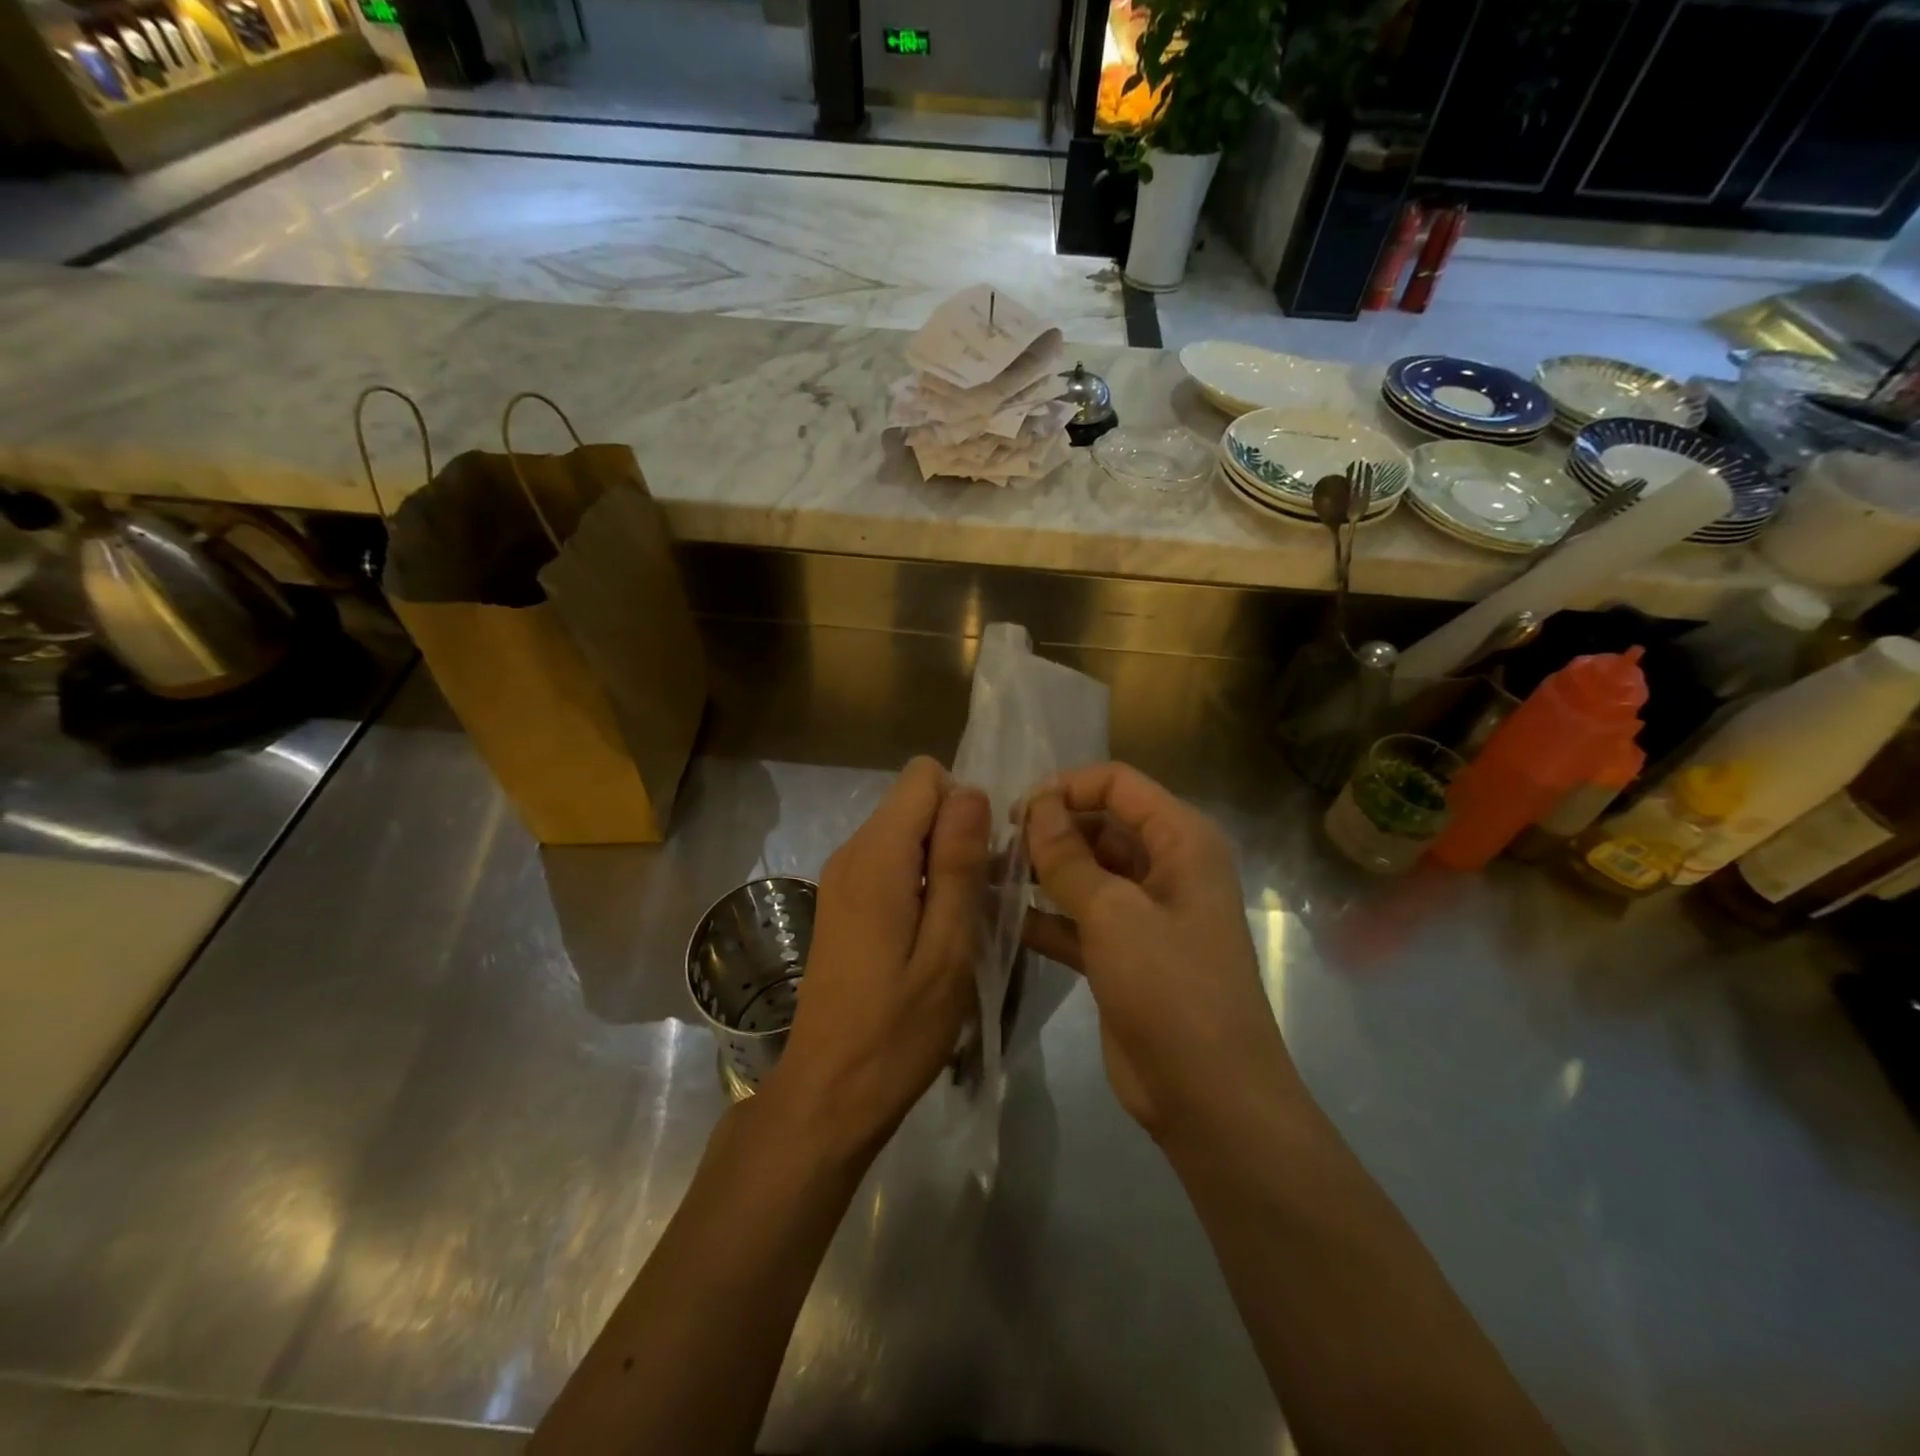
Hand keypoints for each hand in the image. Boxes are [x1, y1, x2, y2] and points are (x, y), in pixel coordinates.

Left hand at [766, 757, 989, 1158]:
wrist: (828, 1093)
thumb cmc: (898, 1028)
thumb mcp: (948, 948)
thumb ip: (958, 863)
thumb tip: (970, 791)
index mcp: (877, 856)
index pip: (923, 776)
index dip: (963, 804)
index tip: (982, 861)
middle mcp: (851, 853)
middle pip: (913, 802)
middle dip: (955, 833)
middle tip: (979, 899)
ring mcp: (840, 878)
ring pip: (904, 832)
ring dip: (941, 861)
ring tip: (960, 923)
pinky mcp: (840, 903)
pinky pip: (889, 862)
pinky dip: (919, 880)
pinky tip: (931, 935)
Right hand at [1022, 763, 1296, 1139]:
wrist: (1209, 1097)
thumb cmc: (1172, 989)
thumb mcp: (1115, 914)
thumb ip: (1068, 856)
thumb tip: (1036, 805)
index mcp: (1181, 841)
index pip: (1119, 784)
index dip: (1067, 787)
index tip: (1017, 811)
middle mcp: (1165, 867)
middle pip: (1099, 825)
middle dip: (1049, 830)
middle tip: (995, 847)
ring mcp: (1142, 913)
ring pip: (1084, 872)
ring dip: (1040, 872)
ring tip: (987, 876)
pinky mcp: (1121, 953)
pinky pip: (1076, 918)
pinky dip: (1042, 916)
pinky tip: (997, 917)